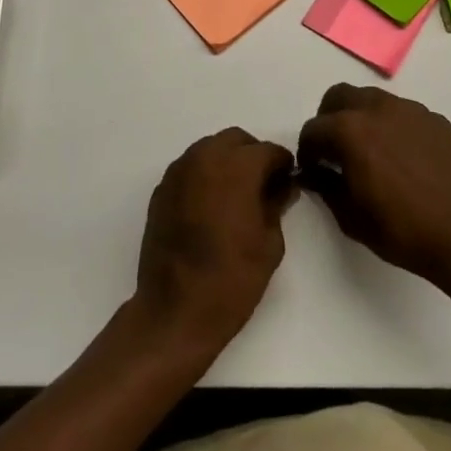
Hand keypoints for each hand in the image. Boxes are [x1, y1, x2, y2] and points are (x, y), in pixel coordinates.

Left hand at [133, 128, 296, 356]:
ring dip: (227, 162)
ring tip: (237, 196)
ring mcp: (178, 172)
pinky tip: (211, 207)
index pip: (268, 150)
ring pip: (209, 149)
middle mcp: (204, 158)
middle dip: (253, 156)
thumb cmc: (232, 278)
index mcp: (236, 167)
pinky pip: (190, 169)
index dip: (282, 165)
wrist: (176, 310)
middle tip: (264, 186)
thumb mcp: (269, 243)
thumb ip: (276, 205)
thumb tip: (282, 187)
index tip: (288, 183)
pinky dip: (204, 176)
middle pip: (236, 140)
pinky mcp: (161, 189)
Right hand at [297, 83, 450, 284]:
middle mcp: (377, 109)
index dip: (307, 151)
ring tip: (370, 152)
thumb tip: (311, 172)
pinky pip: (402, 113)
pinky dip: (392, 127)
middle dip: (329, 119)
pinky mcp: (435, 120)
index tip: (313, 170)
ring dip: (360, 118)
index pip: (313, 129)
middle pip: (338, 96)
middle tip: (334, 151)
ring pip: (372, 99)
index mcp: (350, 130)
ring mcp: (410, 110)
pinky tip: (403, 159)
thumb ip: (324, 186)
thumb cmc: (403, 230)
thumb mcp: (350, 217)